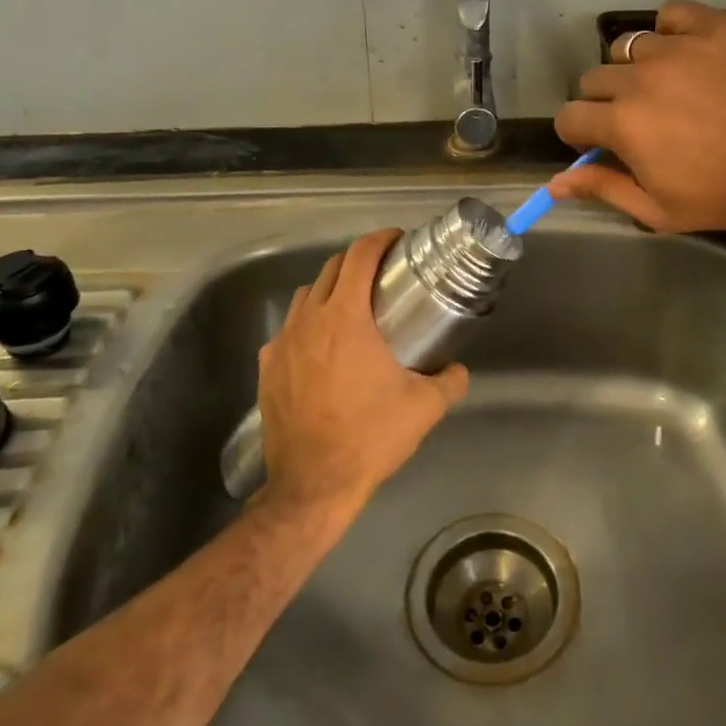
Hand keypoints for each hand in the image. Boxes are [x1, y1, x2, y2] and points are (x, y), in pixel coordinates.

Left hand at [256, 228, 468, 516]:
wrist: (312, 485)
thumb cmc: (370, 437)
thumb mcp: (424, 408)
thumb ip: (450, 381)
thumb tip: (457, 369)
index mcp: (346, 318)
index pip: (360, 257)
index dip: (380, 240)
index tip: (397, 240)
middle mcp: (310, 320)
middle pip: (331, 268)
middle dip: (358, 260)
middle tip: (383, 272)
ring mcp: (283, 343)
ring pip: (306, 295)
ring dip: (330, 288)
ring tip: (352, 305)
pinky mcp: (267, 368)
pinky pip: (289, 329)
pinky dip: (308, 323)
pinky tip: (322, 347)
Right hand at [552, 0, 725, 234]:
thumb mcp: (660, 210)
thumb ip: (604, 189)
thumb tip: (554, 183)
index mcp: (623, 123)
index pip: (569, 116)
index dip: (579, 134)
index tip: (601, 144)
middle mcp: (641, 77)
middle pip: (594, 79)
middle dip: (605, 102)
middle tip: (639, 120)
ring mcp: (680, 46)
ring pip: (630, 46)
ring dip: (637, 68)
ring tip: (668, 86)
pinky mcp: (717, 26)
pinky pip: (673, 14)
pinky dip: (673, 30)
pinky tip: (689, 52)